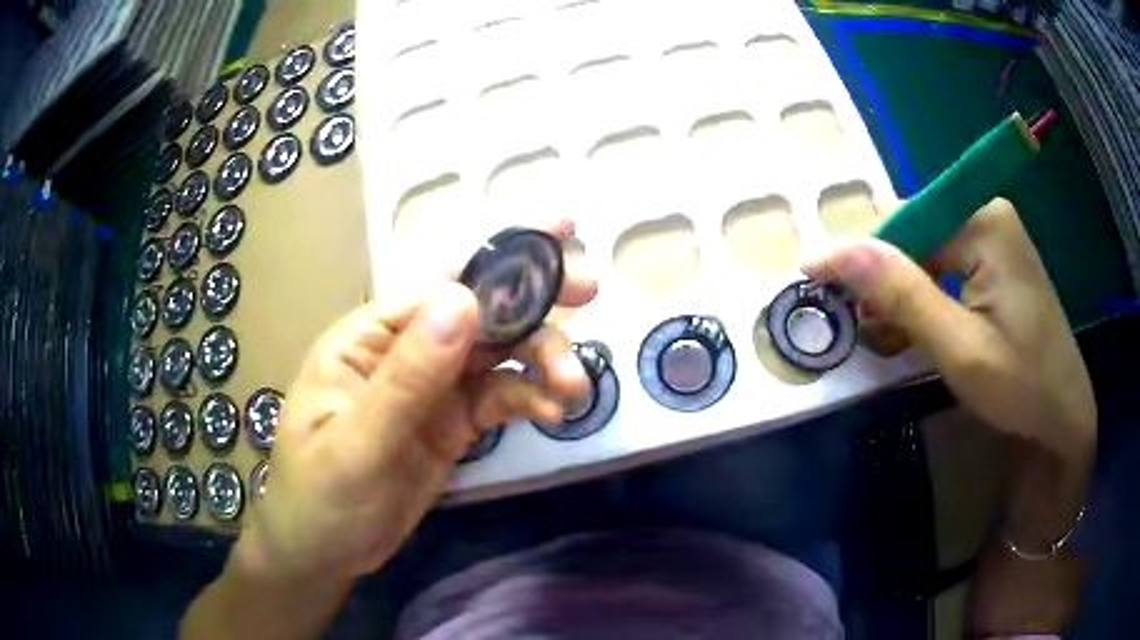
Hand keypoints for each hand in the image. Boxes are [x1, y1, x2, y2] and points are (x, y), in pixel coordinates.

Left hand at [240, 220, 595, 583]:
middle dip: (532, 303)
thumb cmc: (319, 499)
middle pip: (477, 314)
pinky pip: (498, 399)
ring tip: (574, 389)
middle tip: (589, 292)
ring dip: (540, 362)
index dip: (498, 259)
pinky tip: (552, 413)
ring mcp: (431, 389)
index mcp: (367, 339)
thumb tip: (463, 299)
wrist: (324, 556)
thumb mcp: (356, 446)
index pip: (437, 284)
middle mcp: (403, 352)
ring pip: (497, 356)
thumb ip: (407, 378)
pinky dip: (529, 399)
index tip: (559, 237)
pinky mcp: (451, 424)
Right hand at [802, 197, 1094, 456]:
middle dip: (885, 283)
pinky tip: (916, 333)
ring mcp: (994, 237)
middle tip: (866, 334)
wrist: (1064, 419)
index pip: (902, 222)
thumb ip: (901, 294)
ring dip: (902, 297)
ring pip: (926, 254)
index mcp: (983, 222)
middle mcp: (987, 215)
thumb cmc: (1021, 387)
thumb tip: (830, 249)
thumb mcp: (959, 348)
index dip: (861, 258)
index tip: (821, 293)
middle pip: (914, 235)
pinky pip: (945, 268)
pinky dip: (925, 301)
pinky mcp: (996, 262)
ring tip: (888, 342)